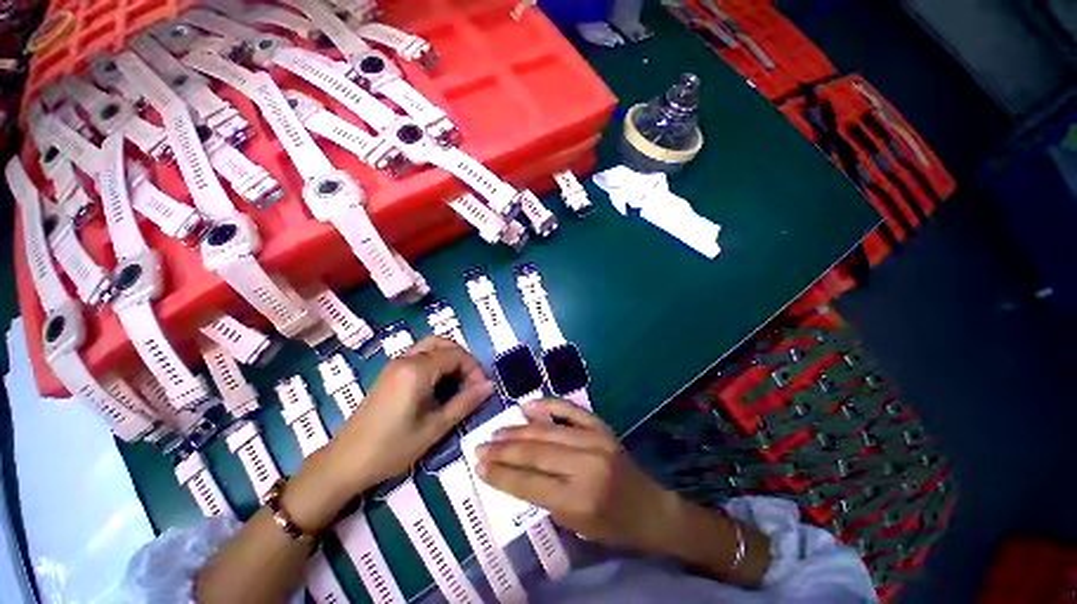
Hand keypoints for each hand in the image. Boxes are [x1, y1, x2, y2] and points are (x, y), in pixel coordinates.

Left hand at [323, 336, 493, 496]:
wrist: (345, 463)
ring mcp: (395, 364)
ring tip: (458, 383)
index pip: (456, 354)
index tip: (480, 390)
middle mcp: (405, 359)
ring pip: (431, 347)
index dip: (474, 369)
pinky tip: (438, 386)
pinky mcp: (389, 373)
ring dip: (449, 359)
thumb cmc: (391, 448)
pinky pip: (420, 356)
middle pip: (444, 343)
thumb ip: (465, 403)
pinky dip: (436, 363)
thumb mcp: (435, 428)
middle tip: (470, 383)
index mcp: (417, 370)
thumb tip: (490, 386)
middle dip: (463, 360)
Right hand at [476, 398, 679, 551]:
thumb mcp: (574, 524)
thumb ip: (544, 496)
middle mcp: (586, 466)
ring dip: (518, 430)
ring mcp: (595, 440)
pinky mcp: (601, 426)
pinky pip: (570, 410)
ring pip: (547, 431)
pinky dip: (547, 405)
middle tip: (480, 445)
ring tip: (496, 430)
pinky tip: (528, 406)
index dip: (500, 474)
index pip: (529, 484)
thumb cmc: (612, 526)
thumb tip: (513, 471)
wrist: (651, 508)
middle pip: (535, 453)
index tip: (478, 465)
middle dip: (503, 449)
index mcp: (579, 500)